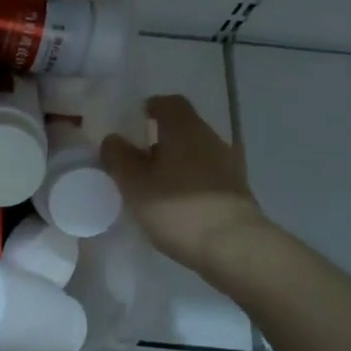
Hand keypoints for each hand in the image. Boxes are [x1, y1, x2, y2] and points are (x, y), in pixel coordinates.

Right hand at [101, 94, 272, 281]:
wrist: (233, 247)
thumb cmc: (177, 209)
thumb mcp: (134, 185)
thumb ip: (119, 158)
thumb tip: (113, 139)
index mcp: (185, 129)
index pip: (169, 103)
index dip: (150, 108)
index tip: (133, 123)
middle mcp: (211, 139)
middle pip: (183, 128)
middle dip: (160, 139)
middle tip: (137, 160)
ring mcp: (229, 164)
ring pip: (196, 152)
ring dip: (176, 162)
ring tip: (155, 185)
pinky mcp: (237, 189)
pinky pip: (207, 174)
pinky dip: (191, 181)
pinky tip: (178, 203)